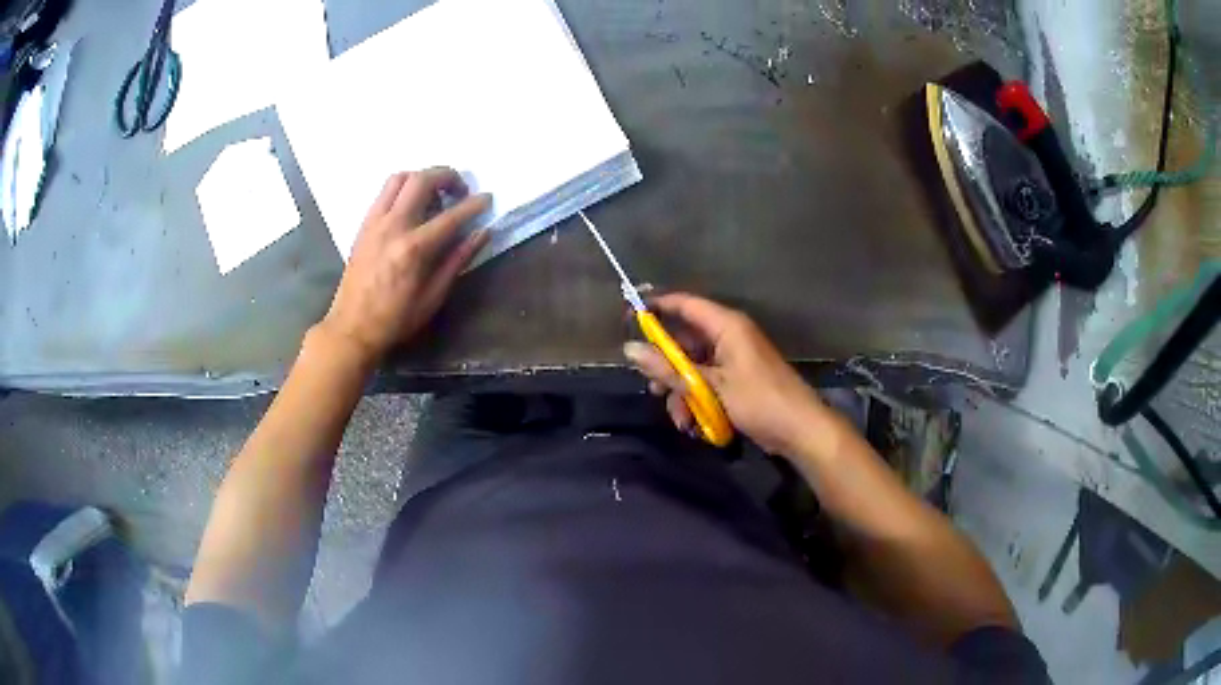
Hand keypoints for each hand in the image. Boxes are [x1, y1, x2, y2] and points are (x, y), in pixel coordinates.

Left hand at [320, 168, 490, 363]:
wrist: (352, 328)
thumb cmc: (396, 319)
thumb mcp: (433, 297)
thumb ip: (457, 260)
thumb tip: (482, 233)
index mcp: (414, 249)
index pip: (451, 215)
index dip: (474, 204)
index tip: (487, 198)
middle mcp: (393, 226)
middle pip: (422, 180)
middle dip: (447, 176)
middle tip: (459, 190)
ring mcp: (375, 222)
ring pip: (399, 178)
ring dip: (421, 177)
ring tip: (434, 194)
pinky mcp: (364, 225)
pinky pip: (384, 193)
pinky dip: (403, 189)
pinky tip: (411, 206)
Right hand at [623, 293, 832, 456]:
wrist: (800, 430)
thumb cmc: (759, 400)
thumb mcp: (709, 386)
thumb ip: (668, 368)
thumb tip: (629, 350)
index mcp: (727, 325)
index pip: (684, 303)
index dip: (655, 306)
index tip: (626, 315)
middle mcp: (729, 336)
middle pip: (684, 341)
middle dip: (667, 368)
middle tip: (652, 389)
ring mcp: (733, 360)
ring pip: (693, 368)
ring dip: (682, 392)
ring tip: (681, 419)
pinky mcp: (736, 381)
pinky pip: (706, 383)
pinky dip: (697, 401)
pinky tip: (694, 423)